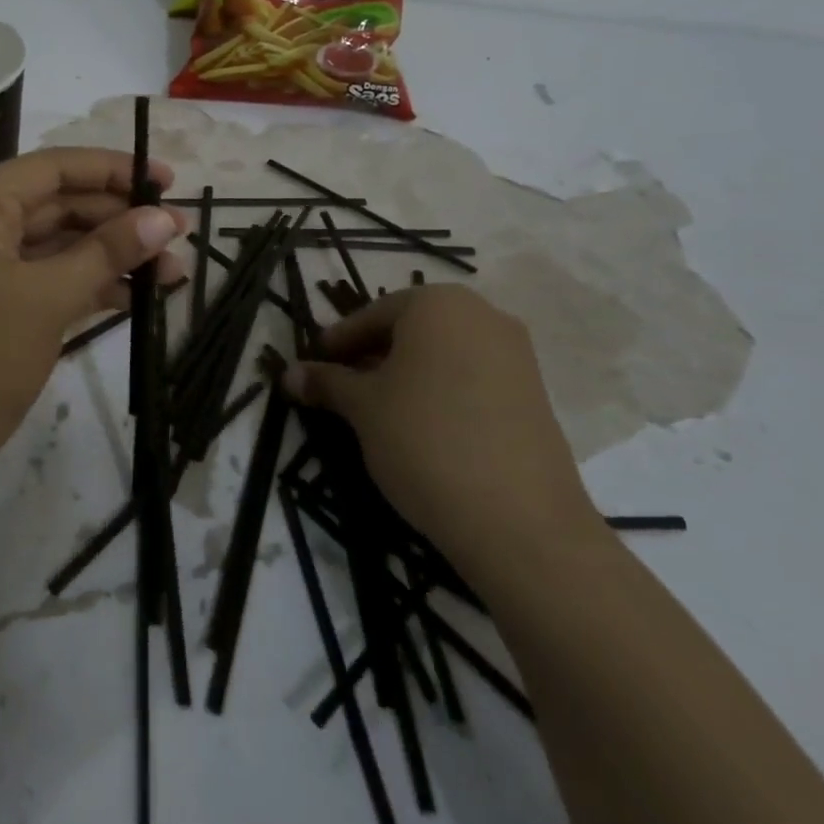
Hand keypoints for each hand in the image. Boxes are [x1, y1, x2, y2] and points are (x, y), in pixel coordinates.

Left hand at [0, 148, 183, 503]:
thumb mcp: (46, 299)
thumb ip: (107, 253)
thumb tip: (164, 219)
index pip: (52, 168)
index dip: (112, 169)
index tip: (167, 180)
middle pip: (57, 206)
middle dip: (119, 219)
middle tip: (180, 233)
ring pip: (56, 248)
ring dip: (111, 257)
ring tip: (173, 272)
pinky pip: (46, 282)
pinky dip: (88, 287)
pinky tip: (135, 297)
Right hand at [286, 286, 600, 582]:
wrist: (520, 519)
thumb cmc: (424, 440)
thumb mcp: (363, 408)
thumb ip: (326, 383)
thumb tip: (289, 374)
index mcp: (437, 304)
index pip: (373, 314)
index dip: (337, 341)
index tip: (313, 365)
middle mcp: (482, 315)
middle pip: (411, 329)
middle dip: (372, 355)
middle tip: (341, 388)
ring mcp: (516, 354)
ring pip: (442, 354)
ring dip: (405, 374)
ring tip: (377, 410)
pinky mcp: (534, 393)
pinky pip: (471, 377)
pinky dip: (439, 391)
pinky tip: (420, 427)